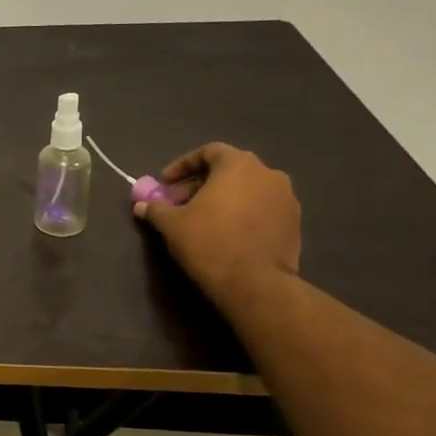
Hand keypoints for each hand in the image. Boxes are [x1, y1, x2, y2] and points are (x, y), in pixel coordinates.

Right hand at [133, 143, 300, 305]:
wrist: (255, 283)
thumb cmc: (209, 242)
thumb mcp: (172, 224)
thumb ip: (156, 208)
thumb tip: (141, 205)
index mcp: (239, 165)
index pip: (209, 152)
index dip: (183, 166)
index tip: (165, 183)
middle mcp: (268, 174)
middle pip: (229, 171)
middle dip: (200, 185)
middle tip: (178, 204)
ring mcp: (286, 199)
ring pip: (247, 191)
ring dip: (223, 200)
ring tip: (202, 220)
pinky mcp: (294, 224)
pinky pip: (262, 210)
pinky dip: (242, 215)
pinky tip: (226, 234)